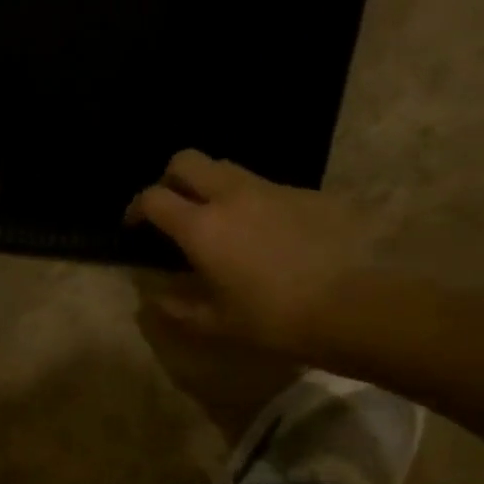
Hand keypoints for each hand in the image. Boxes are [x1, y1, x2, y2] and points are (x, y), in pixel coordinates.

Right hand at [128, 150, 369, 352]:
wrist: (349, 305)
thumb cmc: (272, 319)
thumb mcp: (216, 323)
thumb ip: (177, 307)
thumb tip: (152, 297)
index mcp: (201, 227)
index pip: (154, 198)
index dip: (137, 208)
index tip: (135, 226)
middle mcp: (231, 196)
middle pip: (187, 160)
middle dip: (170, 179)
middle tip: (173, 209)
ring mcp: (271, 189)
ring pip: (227, 167)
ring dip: (211, 186)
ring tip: (218, 221)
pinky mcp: (304, 193)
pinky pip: (265, 186)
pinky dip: (250, 201)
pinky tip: (264, 234)